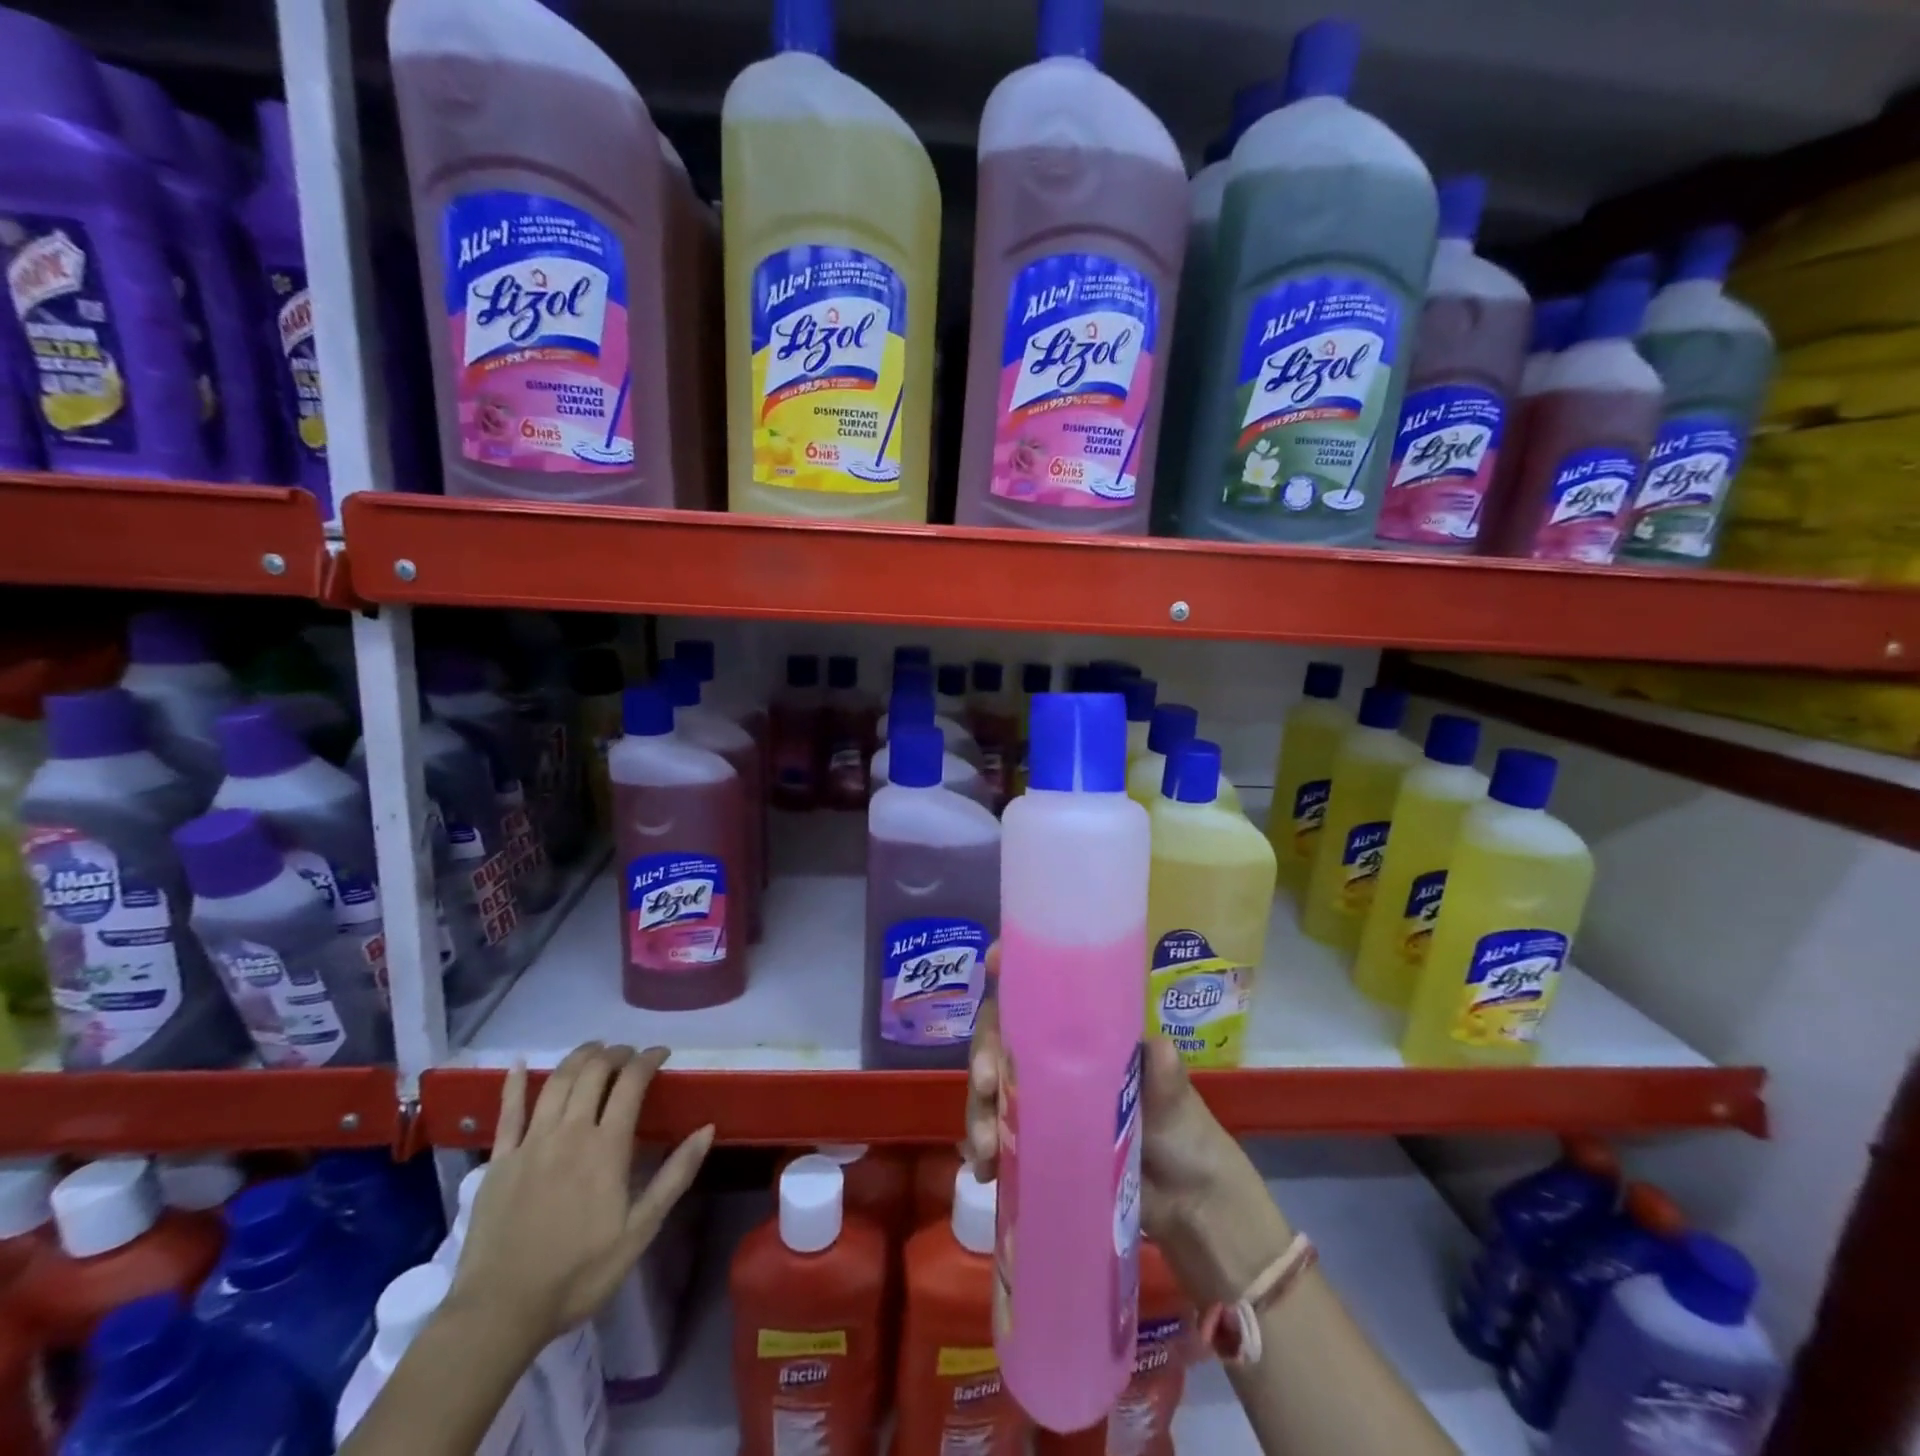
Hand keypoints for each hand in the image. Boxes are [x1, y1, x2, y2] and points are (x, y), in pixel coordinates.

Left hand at [449, 1043, 714, 1352]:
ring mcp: (530, 1143)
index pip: (631, 1083)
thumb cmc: (578, 1274)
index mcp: (606, 1147)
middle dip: (616, 1053)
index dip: (649, 1059)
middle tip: (630, 1054)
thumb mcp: (640, 1230)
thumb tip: (707, 1129)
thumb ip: (675, 1176)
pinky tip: (518, 1063)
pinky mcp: (499, 1160)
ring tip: (594, 1050)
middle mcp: (569, 1132)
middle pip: (594, 1072)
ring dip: (579, 1057)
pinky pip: (507, 1112)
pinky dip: (513, 1083)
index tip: (662, 1053)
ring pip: (557, 1081)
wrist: (499, 1313)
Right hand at [966, 945, 1288, 1305]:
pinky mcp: (1033, 1144)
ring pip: (991, 1086)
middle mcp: (1052, 1059)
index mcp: (1083, 1034)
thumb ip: (1164, 1074)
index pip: (1039, 992)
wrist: (1187, 1205)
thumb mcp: (1176, 1099)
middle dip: (983, 1052)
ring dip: (978, 1109)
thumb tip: (1158, 1047)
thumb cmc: (1183, 1133)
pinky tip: (984, 1169)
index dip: (1013, 973)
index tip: (994, 963)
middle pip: (1001, 1036)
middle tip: (985, 1082)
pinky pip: (995, 1134)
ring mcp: (1039, 1102)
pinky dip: (983, 1148)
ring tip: (986, 1146)